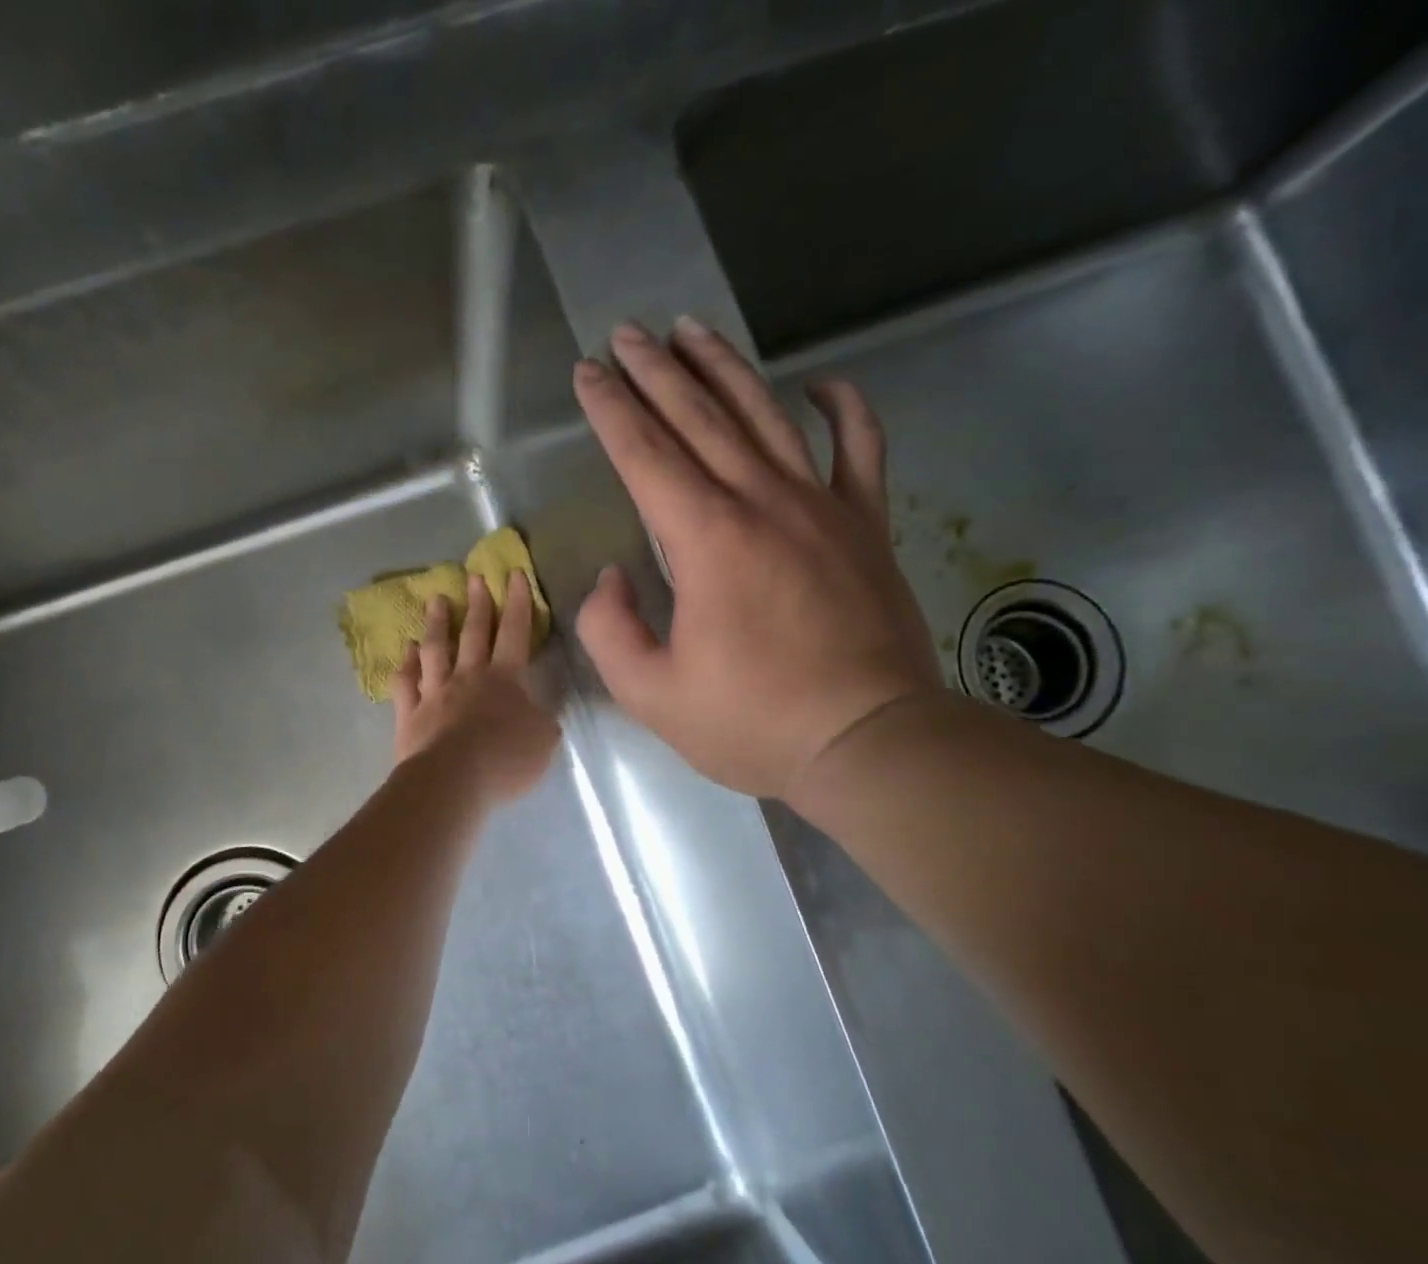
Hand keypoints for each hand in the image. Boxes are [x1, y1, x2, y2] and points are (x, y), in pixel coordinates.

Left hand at [392, 570, 560, 805]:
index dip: (518, 603)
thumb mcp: (543, 742)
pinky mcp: (409, 714)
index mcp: (504, 680)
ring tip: (436, 600)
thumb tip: (540, 711)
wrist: (452, 781)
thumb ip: (542, 721)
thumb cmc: (504, 760)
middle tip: (474, 576)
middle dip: (477, 603)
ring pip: (435, 650)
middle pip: (473, 634)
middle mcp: (467, 678)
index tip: (515, 575)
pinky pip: (405, 683)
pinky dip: (406, 665)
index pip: (514, 633)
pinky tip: (407, 651)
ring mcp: (434, 694)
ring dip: (436, 624)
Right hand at [572, 318, 939, 805]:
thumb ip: (610, 630)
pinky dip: (844, 407)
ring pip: (767, 415)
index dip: (610, 410)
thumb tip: (610, 578)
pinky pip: (861, 447)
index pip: (645, 454)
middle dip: (656, 371)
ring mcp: (823, 507)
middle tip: (627, 333)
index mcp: (705, 540)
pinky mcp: (866, 526)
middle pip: (700, 417)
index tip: (587, 372)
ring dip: (725, 368)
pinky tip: (822, 382)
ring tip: (693, 330)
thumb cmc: (752, 723)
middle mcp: (762, 502)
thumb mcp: (651, 694)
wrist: (868, 740)